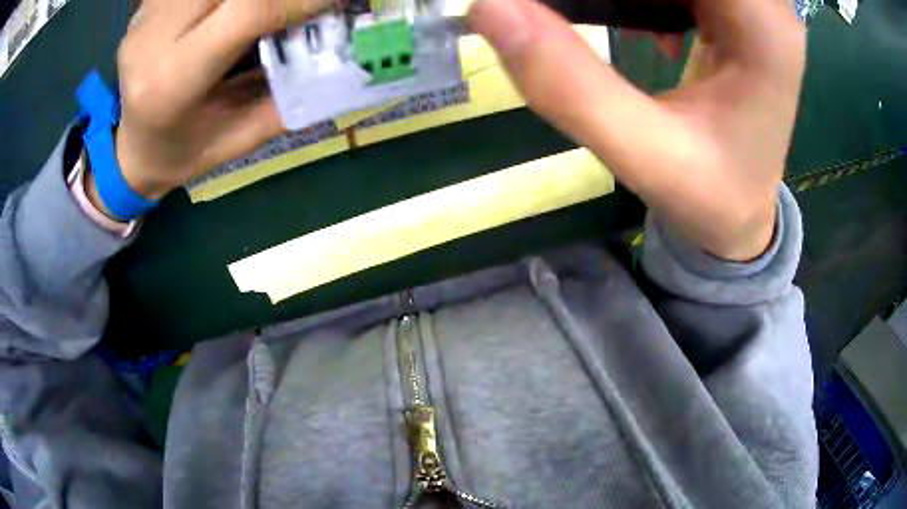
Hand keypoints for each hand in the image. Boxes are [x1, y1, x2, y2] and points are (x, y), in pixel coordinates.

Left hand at [110, 0, 331, 199]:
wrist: (132, 150)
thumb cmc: (186, 153)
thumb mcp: (242, 139)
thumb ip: (290, 93)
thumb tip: (346, 52)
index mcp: (172, 83)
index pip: (247, 12)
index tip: (340, 0)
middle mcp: (152, 40)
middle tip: (304, 5)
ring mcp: (145, 17)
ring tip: (266, 11)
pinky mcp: (147, 6)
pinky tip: (229, 10)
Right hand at [468, 0, 805, 260]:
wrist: (744, 216)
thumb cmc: (711, 199)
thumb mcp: (646, 156)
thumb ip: (570, 85)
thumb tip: (488, 7)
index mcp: (763, 26)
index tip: (556, 3)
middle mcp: (764, 3)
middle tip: (559, 8)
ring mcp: (751, 4)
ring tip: (589, 12)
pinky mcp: (734, 10)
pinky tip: (622, 10)